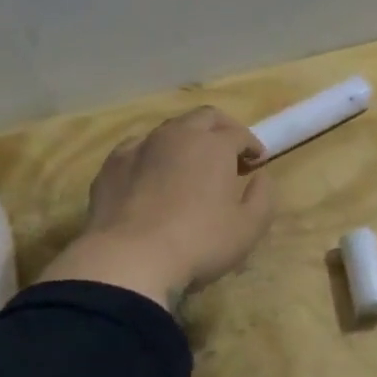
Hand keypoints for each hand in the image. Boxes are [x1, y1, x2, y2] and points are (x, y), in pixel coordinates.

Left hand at [37, 107, 273, 306]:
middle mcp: (178, 135)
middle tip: (228, 153)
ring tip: (190, 165)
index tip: (256, 162)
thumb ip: (263, 196)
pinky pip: (138, 148)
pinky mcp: (112, 164)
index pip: (239, 133)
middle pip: (204, 118)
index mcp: (214, 145)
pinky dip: (152, 155)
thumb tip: (261, 177)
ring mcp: (141, 146)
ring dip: (186, 140)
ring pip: (169, 129)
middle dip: (221, 129)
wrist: (129, 258)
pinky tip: (152, 175)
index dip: (251, 145)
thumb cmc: (200, 242)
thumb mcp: (249, 227)